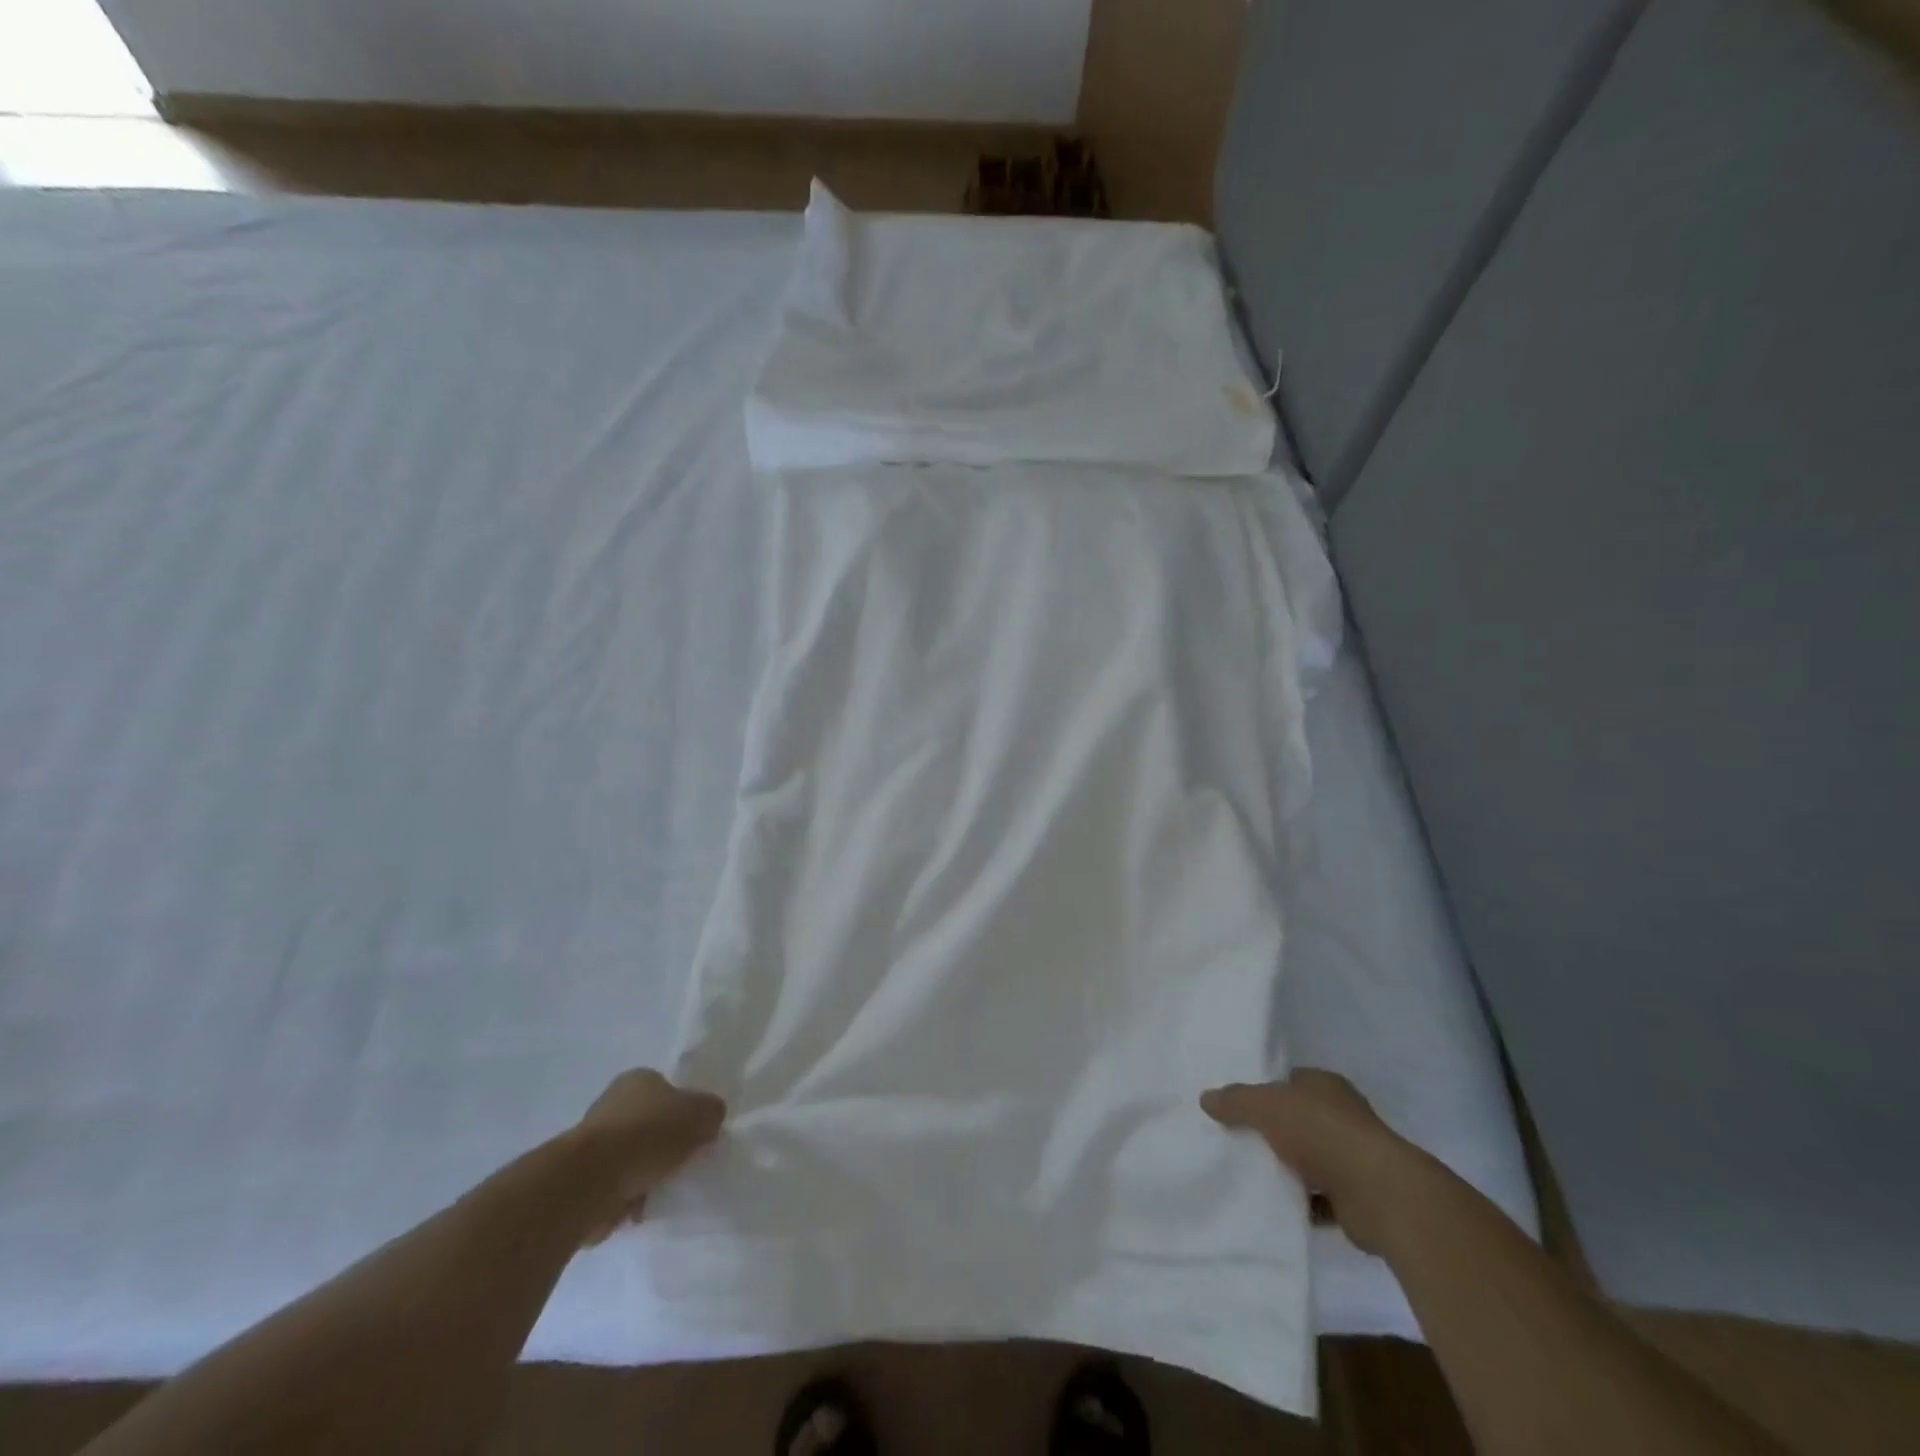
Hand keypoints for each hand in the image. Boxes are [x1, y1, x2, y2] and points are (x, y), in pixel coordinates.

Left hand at [575, 1069, 726, 1244]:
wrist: (590, 1182)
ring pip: (632, 1156)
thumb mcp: (699, 1114)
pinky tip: (641, 1207)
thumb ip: (711, 1112)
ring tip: (663, 1189)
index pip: (668, 1089)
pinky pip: (615, 1186)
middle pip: (649, 1122)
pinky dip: (628, 1197)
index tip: (696, 1134)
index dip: (684, 1110)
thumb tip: (710, 1118)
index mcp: (638, 1079)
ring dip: (646, 1173)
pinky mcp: (581, 1178)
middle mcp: (612, 1103)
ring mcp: (593, 1141)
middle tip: (683, 1162)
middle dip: (664, 1144)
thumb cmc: (647, 1135)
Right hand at [1201, 1069, 1419, 1254]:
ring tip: (1249, 1174)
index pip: (1289, 1081)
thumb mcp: (1266, 1106)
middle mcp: (1343, 1116)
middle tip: (1236, 1139)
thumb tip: (1206, 1098)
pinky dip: (1301, 1202)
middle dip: (1273, 1130)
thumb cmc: (1322, 1133)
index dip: (1264, 1090)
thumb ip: (1235, 1100)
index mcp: (1326, 1085)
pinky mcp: (1358, 1197)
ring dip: (1288, 1168)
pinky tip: (1275, 1207)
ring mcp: (1354, 1157)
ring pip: (1310, 1158)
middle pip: (1298, 1119)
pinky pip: (1320, 1197)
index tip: (1236, 1105)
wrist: (1381, 1195)